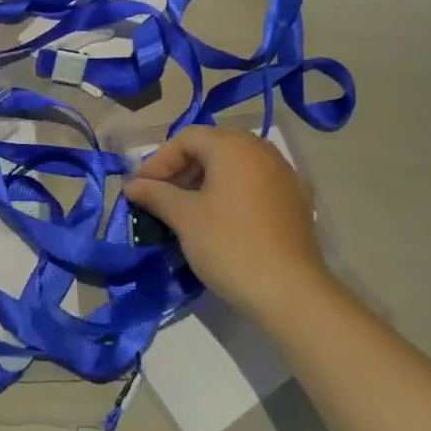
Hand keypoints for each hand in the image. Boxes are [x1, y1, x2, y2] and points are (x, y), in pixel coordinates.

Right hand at [121, 126, 326, 313]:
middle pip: (214, 145)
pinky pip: (258, 182)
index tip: (143, 188)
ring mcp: (285, 175)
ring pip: (238, 163)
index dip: (159, 160)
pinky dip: (235, 190)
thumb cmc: (229, 244)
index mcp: (233, 147)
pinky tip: (225, 216)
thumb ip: (155, 194)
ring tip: (190, 206)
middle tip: (164, 192)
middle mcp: (262, 151)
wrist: (290, 292)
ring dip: (209, 177)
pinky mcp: (298, 201)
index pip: (187, 138)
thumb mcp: (184, 217)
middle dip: (184, 165)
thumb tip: (132, 185)